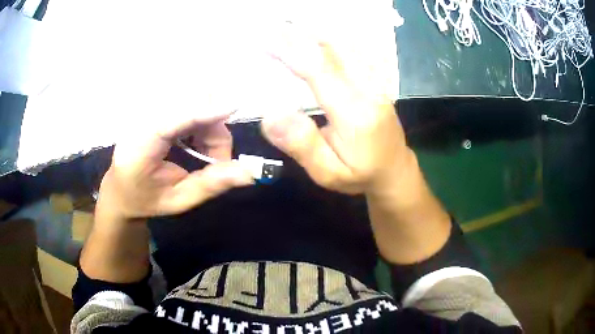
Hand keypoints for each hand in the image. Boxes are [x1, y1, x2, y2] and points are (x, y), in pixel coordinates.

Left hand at [97, 111, 253, 221]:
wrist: (120, 186)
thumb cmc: (145, 198)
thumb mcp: (178, 200)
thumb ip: (211, 185)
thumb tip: (250, 172)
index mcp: (138, 146)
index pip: (170, 120)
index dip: (201, 111)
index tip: (234, 106)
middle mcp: (141, 118)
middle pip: (188, 101)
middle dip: (213, 126)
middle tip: (217, 160)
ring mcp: (147, 107)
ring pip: (193, 98)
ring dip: (210, 123)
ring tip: (204, 155)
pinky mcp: (155, 103)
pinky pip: (189, 99)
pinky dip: (203, 118)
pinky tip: (195, 141)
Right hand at [261, 27, 407, 194]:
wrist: (395, 171)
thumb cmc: (360, 175)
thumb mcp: (328, 173)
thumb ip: (303, 145)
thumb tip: (271, 116)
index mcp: (355, 113)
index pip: (320, 70)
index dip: (291, 51)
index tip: (266, 40)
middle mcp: (369, 90)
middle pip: (335, 48)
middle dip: (301, 34)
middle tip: (273, 27)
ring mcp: (378, 82)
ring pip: (347, 45)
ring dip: (317, 33)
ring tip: (290, 27)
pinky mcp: (378, 80)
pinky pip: (356, 51)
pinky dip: (333, 39)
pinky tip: (318, 36)